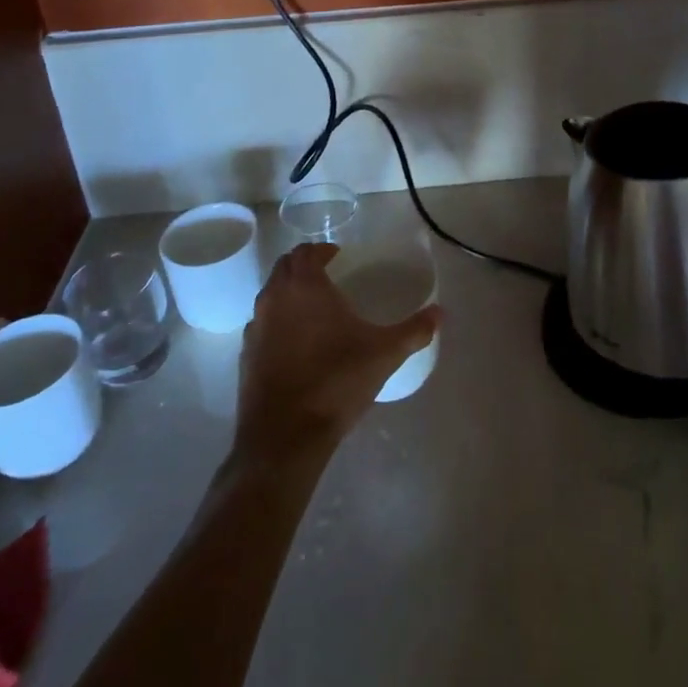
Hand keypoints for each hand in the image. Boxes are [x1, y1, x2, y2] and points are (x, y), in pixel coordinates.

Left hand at [232, 243, 440, 467]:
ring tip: (312, 307)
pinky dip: (277, 321)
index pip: (307, 251)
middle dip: (303, 265)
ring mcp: (256, 326)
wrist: (285, 436)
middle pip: (284, 266)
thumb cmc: (336, 382)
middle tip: (326, 275)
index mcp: (305, 286)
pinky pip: (262, 323)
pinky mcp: (246, 354)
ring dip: (287, 291)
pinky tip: (294, 342)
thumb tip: (441, 313)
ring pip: (270, 294)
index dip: (322, 250)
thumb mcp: (384, 354)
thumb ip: (414, 330)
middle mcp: (275, 297)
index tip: (338, 257)